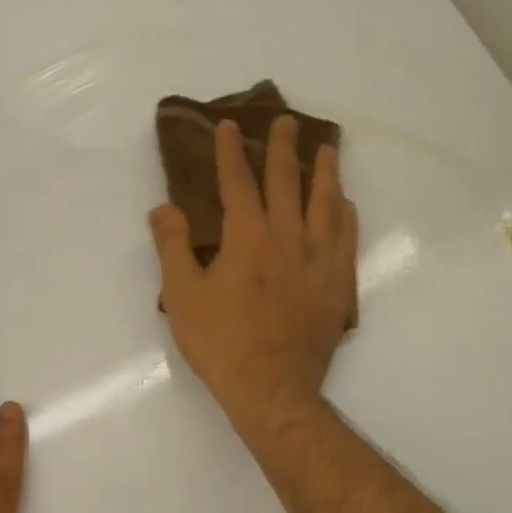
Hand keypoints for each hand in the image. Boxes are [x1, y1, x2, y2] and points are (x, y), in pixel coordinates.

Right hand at [149, 115, 358, 432]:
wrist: (273, 391)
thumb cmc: (222, 344)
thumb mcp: (183, 296)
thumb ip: (173, 247)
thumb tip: (164, 207)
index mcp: (248, 238)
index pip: (238, 183)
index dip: (230, 152)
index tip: (228, 126)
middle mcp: (289, 239)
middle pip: (288, 183)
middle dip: (283, 149)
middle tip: (288, 121)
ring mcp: (319, 262)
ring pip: (326, 205)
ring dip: (325, 173)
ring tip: (327, 150)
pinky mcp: (338, 287)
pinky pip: (347, 240)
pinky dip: (346, 216)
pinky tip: (346, 205)